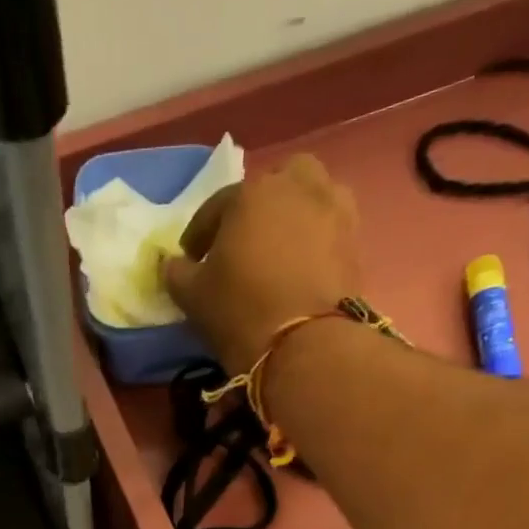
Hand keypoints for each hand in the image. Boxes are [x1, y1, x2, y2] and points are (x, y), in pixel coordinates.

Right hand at [161, 154, 364, 370]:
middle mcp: (297, 187)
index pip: (217, 207)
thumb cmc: (239, 311)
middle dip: (259, 206)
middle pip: (276, 184)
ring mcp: (334, 210)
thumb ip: (177, 273)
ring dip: (295, 215)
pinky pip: (330, 229)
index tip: (191, 258)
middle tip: (244, 241)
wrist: (304, 344)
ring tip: (279, 250)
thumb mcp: (192, 296)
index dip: (200, 234)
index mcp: (251, 193)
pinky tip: (302, 268)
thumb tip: (173, 264)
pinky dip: (316, 241)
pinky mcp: (356, 241)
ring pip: (312, 198)